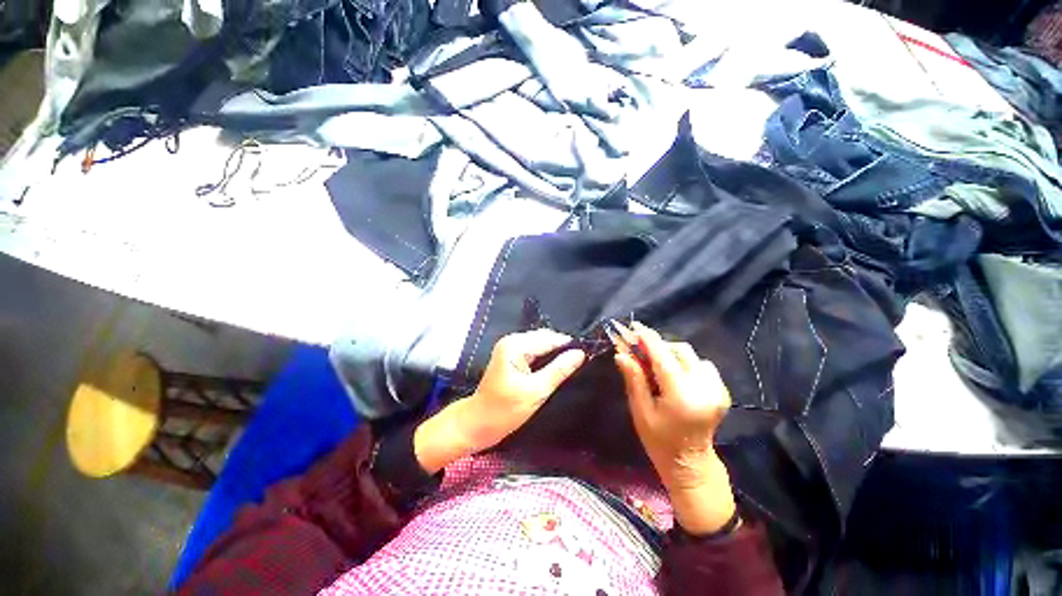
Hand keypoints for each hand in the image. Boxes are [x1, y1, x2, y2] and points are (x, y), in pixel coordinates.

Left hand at [415, 329, 585, 472]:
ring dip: (555, 353)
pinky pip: (534, 352)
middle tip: (583, 361)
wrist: (477, 424)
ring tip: (573, 364)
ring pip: (540, 345)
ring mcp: (510, 348)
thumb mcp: (536, 392)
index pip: (549, 338)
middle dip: (562, 348)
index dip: (569, 345)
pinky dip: (546, 358)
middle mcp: (512, 341)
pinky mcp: (511, 357)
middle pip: (545, 338)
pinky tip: (557, 367)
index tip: (589, 353)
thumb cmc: (504, 410)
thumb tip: (580, 353)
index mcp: (515, 345)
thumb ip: (559, 370)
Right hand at [615, 322, 737, 534]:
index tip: (634, 327)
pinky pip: (701, 364)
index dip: (648, 339)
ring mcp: (717, 389)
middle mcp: (704, 388)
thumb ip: (634, 379)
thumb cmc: (659, 440)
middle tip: (641, 351)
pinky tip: (674, 375)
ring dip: (671, 354)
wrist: (691, 464)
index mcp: (682, 396)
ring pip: (691, 355)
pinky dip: (685, 363)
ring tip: (656, 366)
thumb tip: (621, 353)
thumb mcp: (640, 411)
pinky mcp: (722, 391)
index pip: (663, 357)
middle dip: (659, 346)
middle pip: (680, 350)